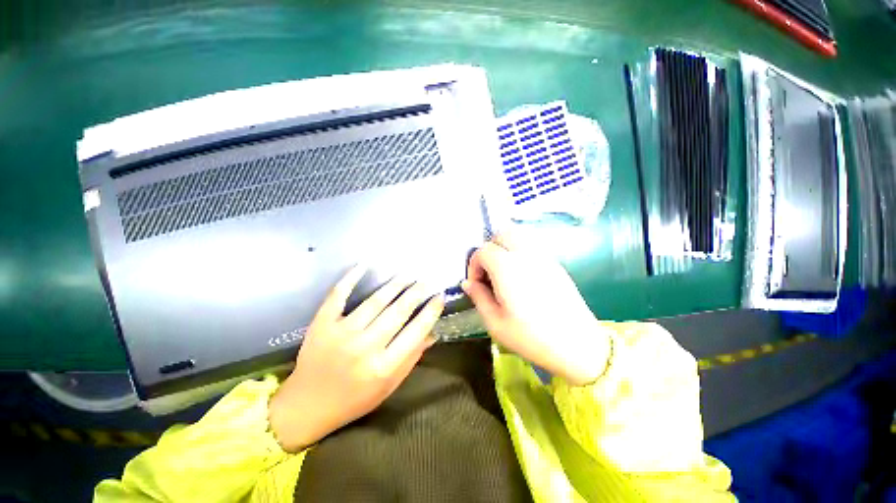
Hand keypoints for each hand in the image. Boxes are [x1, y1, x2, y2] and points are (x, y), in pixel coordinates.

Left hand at [269, 266, 444, 451]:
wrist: (306, 406)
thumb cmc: (353, 400)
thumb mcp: (388, 387)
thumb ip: (411, 359)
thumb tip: (432, 333)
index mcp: (383, 367)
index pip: (415, 332)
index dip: (430, 312)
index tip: (440, 297)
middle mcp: (364, 347)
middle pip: (398, 311)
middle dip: (417, 292)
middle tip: (428, 280)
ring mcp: (341, 333)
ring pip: (375, 301)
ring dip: (395, 284)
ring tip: (408, 274)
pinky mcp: (322, 324)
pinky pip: (338, 295)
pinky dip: (351, 278)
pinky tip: (365, 264)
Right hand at [462, 233, 609, 385]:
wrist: (577, 345)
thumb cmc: (531, 337)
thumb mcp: (495, 322)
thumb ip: (478, 297)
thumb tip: (468, 283)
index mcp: (507, 268)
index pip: (483, 251)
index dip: (474, 265)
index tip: (476, 284)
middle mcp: (526, 255)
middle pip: (502, 234)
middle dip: (490, 249)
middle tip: (488, 272)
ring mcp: (544, 257)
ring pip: (519, 237)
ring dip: (505, 248)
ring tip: (504, 273)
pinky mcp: (556, 264)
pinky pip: (532, 248)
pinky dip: (520, 254)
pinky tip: (522, 278)